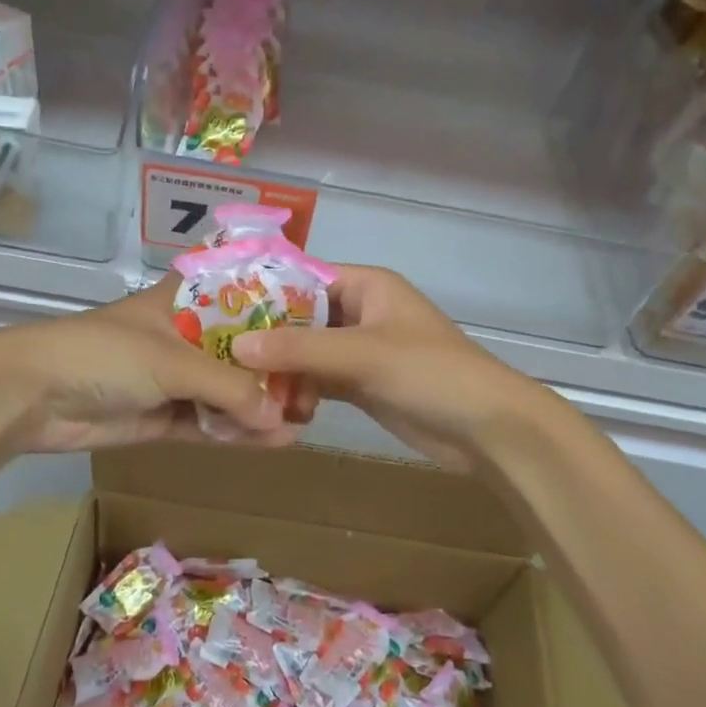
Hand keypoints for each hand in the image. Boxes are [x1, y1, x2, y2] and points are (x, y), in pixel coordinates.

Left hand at [0, 282, 297, 454]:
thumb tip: (281, 417)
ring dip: (260, 406)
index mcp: (185, 301)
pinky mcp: (162, 417)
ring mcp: (173, 379)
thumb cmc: (105, 354)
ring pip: (227, 391)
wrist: (33, 395)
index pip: (241, 295)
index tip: (319, 323)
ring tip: (305, 419)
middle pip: (239, 350)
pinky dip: (237, 432)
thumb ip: (228, 387)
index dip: (277, 308)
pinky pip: (209, 423)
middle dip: (275, 369)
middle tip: (320, 387)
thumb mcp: (172, 360)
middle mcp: (184, 336)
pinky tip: (275, 440)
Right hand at [232, 265, 548, 472]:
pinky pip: (319, 381)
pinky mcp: (362, 385)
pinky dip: (298, 392)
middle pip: (301, 318)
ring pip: (307, 353)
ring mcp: (361, 351)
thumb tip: (238, 346)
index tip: (218, 309)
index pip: (303, 278)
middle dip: (267, 337)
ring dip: (280, 369)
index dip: (263, 292)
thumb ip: (299, 349)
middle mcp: (361, 312)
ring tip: (238, 384)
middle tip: (219, 353)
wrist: (487, 428)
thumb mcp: (362, 353)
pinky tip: (272, 406)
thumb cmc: (429, 371)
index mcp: (366, 286)